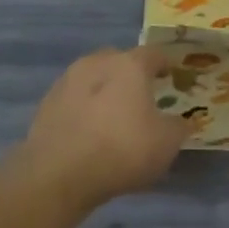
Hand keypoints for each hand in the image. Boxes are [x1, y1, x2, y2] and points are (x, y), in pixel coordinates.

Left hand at [21, 47, 186, 208]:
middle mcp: (96, 63)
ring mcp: (67, 81)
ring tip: (113, 116)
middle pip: (119, 60)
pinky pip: (74, 98)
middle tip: (141, 97)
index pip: (153, 53)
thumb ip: (178, 127)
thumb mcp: (167, 143)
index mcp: (129, 65)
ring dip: (104, 90)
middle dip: (131, 74)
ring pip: (93, 77)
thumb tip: (181, 121)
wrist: (59, 173)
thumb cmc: (123, 149)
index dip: (165, 64)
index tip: (171, 76)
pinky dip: (84, 108)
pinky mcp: (47, 103)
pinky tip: (89, 131)